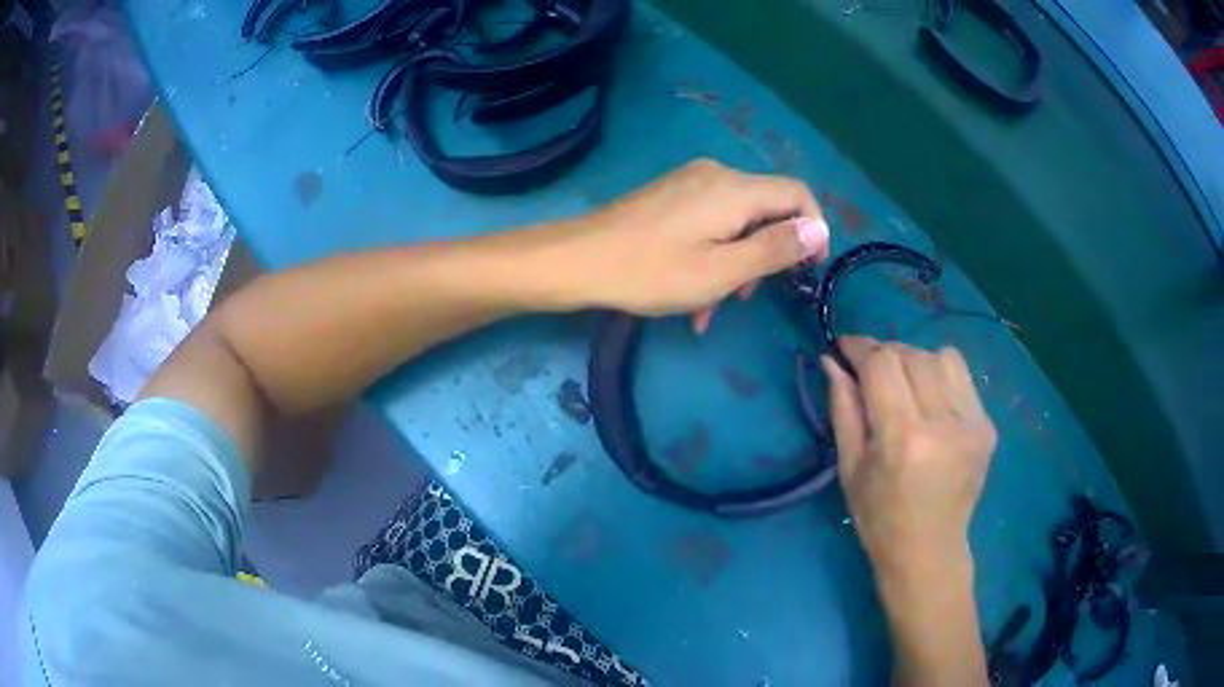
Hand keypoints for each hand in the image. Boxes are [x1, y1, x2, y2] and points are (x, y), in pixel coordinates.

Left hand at [571, 159, 828, 331]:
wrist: (578, 260)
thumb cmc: (652, 271)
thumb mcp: (723, 271)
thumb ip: (775, 249)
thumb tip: (819, 229)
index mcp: (735, 189)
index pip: (798, 193)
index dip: (813, 229)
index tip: (807, 270)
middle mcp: (717, 175)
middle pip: (767, 207)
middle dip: (768, 253)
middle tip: (751, 296)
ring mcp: (690, 183)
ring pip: (736, 219)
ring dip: (737, 261)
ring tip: (716, 306)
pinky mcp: (670, 195)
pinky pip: (709, 220)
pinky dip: (713, 253)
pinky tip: (694, 295)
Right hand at [821, 337, 995, 574]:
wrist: (929, 552)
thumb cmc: (879, 518)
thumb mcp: (850, 467)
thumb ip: (843, 409)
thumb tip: (832, 362)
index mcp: (903, 439)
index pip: (883, 364)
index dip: (861, 348)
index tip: (844, 348)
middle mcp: (943, 424)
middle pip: (912, 354)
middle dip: (885, 354)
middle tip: (870, 371)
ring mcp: (972, 424)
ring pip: (943, 357)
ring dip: (916, 360)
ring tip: (904, 385)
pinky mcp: (987, 428)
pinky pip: (963, 378)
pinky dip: (940, 377)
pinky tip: (930, 402)